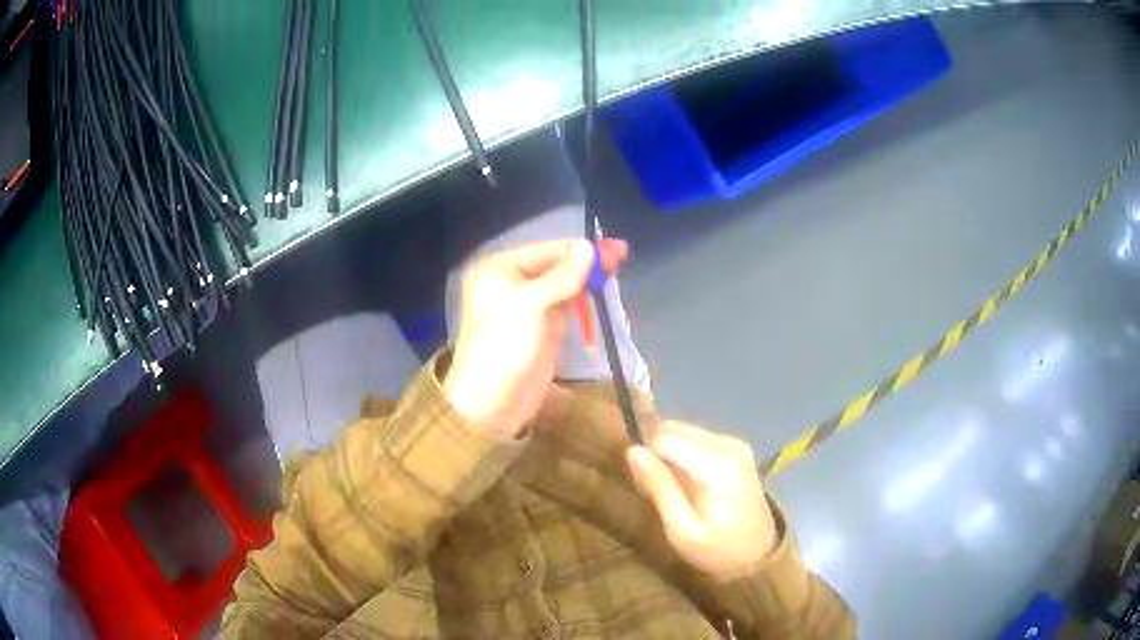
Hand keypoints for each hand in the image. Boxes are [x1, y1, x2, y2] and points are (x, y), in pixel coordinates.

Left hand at [444, 239, 626, 438]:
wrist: (493, 404)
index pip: (547, 250)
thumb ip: (562, 276)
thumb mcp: (531, 305)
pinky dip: (583, 299)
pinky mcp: (542, 328)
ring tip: (617, 269)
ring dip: (588, 278)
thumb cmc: (504, 347)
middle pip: (555, 265)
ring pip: (563, 284)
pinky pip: (565, 306)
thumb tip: (589, 247)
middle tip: (622, 255)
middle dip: (587, 262)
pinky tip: (601, 291)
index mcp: (499, 269)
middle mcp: (511, 282)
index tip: (615, 248)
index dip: (581, 249)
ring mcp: (528, 307)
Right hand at [627, 421, 777, 578]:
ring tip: (672, 490)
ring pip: (682, 431)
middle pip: (673, 428)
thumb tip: (632, 451)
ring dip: (668, 454)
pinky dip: (683, 456)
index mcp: (718, 465)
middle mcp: (728, 444)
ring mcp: (734, 443)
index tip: (644, 486)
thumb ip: (659, 488)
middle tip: (656, 490)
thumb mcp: (682, 531)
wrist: (760, 554)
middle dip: (656, 453)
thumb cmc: (718, 549)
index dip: (646, 457)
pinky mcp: (735, 446)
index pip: (664, 437)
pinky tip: (688, 484)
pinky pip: (695, 439)